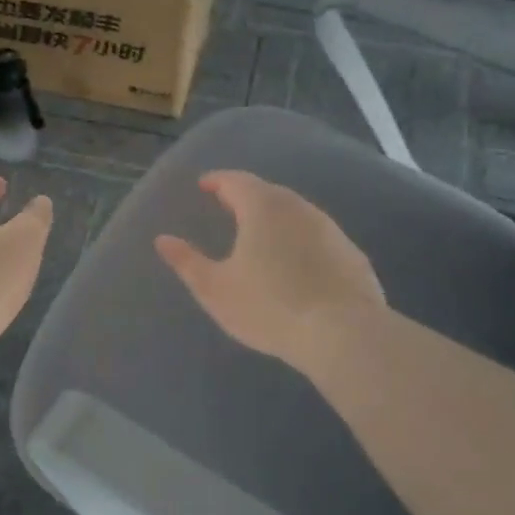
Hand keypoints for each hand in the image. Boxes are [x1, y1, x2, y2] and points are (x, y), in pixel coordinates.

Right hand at [156, 170, 385, 369]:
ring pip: (296, 213)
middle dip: (246, 196)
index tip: (204, 185)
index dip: (217, 180)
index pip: (236, 181)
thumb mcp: (215, 289)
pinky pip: (317, 237)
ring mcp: (330, 230)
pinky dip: (300, 240)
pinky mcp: (352, 254)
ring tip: (260, 235)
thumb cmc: (269, 307)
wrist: (344, 334)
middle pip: (268, 192)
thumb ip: (187, 262)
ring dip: (276, 218)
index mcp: (262, 208)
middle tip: (229, 206)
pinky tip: (296, 262)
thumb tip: (162, 239)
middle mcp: (298, 208)